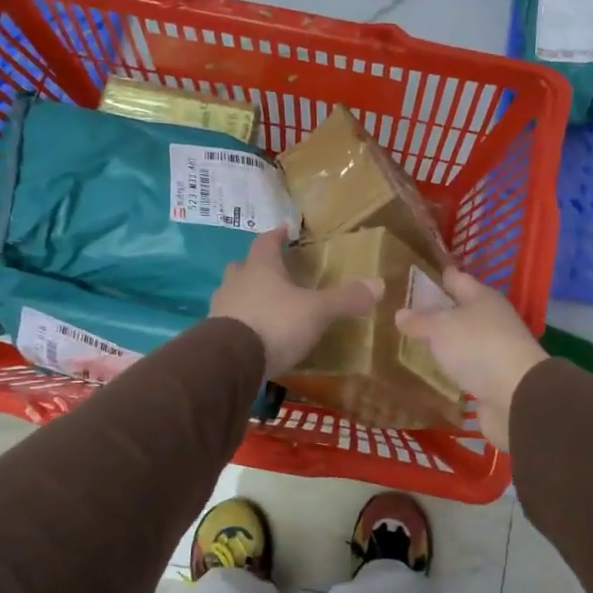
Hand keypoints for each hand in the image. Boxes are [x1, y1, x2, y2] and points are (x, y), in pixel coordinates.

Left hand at [211, 229, 382, 378]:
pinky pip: (228, 321)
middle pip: (243, 267)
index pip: (266, 242)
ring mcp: (220, 309)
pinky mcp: (213, 336)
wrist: (229, 361)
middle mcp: (236, 282)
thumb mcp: (317, 311)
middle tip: (274, 273)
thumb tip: (379, 284)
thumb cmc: (275, 324)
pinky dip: (240, 323)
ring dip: (246, 296)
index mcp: (260, 268)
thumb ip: (345, 299)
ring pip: (232, 294)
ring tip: (264, 306)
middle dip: (257, 267)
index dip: (277, 236)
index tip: (285, 231)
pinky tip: (253, 336)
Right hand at [394, 268, 546, 451]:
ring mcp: (495, 349)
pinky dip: (450, 368)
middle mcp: (492, 319)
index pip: (455, 278)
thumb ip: (420, 320)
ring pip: (462, 339)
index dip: (435, 276)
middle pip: (460, 310)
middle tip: (403, 314)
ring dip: (443, 342)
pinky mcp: (493, 378)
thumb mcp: (441, 328)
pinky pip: (466, 367)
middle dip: (435, 311)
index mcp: (482, 297)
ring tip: (411, 343)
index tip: (411, 277)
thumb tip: (400, 313)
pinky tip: (431, 372)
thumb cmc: (478, 347)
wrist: (516, 396)